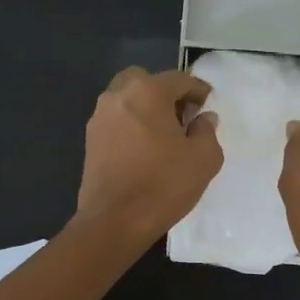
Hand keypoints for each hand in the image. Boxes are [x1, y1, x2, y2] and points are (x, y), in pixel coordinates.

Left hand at [75, 67, 222, 246]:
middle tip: (182, 115)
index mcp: (148, 92)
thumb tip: (204, 118)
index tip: (209, 103)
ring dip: (145, 107)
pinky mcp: (90, 140)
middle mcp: (118, 96)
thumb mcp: (203, 159)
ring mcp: (99, 118)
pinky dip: (131, 124)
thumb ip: (207, 131)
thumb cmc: (163, 185)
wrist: (114, 221)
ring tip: (164, 133)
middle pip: (144, 80)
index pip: (178, 79)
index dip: (198, 89)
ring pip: (126, 98)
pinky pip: (115, 120)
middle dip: (165, 92)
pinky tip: (144, 148)